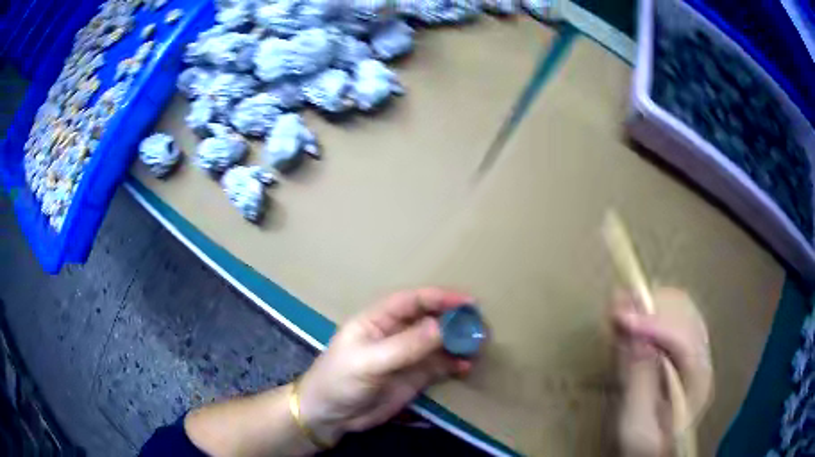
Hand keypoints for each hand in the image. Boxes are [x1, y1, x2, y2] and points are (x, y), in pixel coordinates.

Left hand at [297, 288, 474, 444]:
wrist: (330, 416)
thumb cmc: (339, 380)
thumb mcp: (369, 362)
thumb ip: (406, 345)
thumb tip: (443, 326)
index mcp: (378, 320)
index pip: (412, 300)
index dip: (440, 298)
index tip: (468, 303)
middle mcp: (395, 333)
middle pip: (430, 319)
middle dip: (455, 320)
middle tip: (480, 326)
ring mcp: (406, 356)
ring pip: (438, 342)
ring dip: (458, 342)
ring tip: (479, 346)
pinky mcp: (414, 376)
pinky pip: (439, 365)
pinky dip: (455, 364)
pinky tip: (467, 367)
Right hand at [611, 288, 712, 456]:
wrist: (653, 451)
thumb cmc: (644, 445)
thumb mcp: (636, 425)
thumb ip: (639, 384)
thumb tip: (635, 338)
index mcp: (697, 380)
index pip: (684, 338)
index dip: (654, 324)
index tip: (621, 317)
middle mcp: (701, 357)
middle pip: (685, 314)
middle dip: (652, 305)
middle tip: (618, 302)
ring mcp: (693, 350)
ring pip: (680, 309)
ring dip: (650, 304)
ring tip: (620, 303)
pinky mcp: (680, 350)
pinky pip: (670, 317)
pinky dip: (650, 311)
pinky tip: (631, 312)